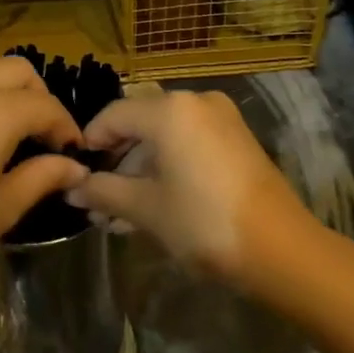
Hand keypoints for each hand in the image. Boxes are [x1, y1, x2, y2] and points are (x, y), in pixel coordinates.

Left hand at [0, 44, 88, 298]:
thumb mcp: (3, 208)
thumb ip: (44, 176)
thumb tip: (76, 167)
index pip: (46, 107)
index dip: (65, 128)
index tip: (72, 152)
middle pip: (18, 70)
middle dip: (39, 97)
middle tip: (41, 134)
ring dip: (3, 77)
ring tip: (5, 112)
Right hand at [66, 89, 314, 285]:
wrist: (281, 250)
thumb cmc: (203, 222)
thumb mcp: (145, 209)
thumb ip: (104, 192)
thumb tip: (72, 189)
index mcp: (169, 110)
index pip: (113, 115)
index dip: (90, 143)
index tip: (76, 175)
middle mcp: (195, 102)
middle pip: (140, 125)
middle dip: (116, 164)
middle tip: (97, 201)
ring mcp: (221, 120)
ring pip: (165, 138)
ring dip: (140, 172)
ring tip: (120, 215)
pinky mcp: (237, 141)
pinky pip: (189, 145)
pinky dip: (168, 169)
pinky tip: (152, 206)